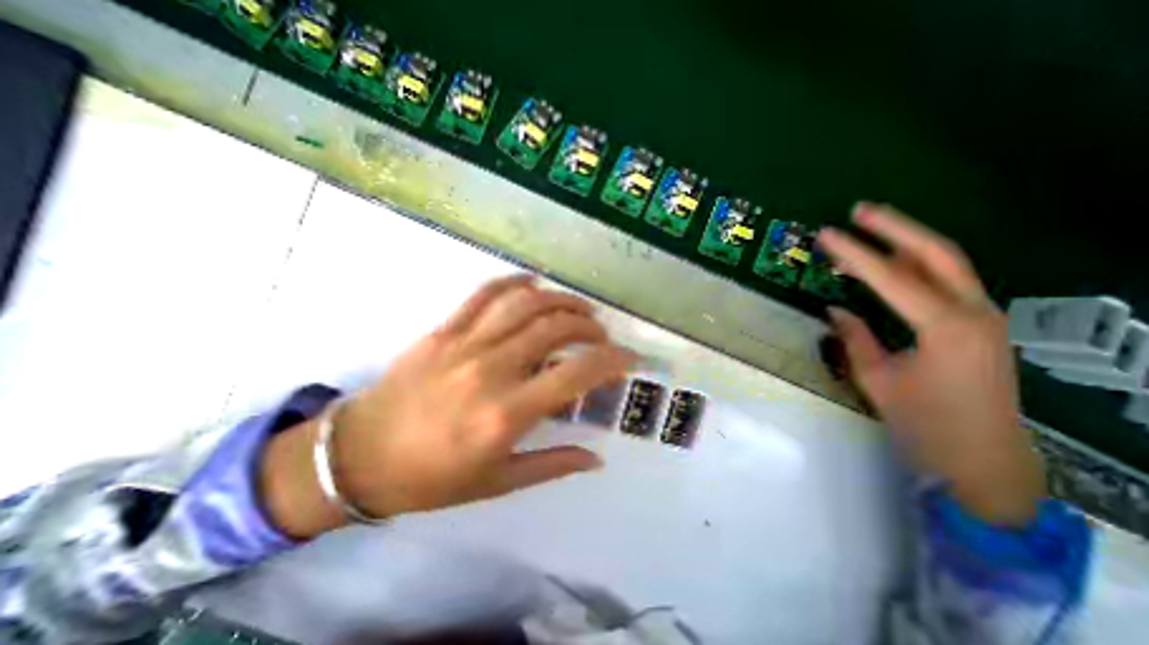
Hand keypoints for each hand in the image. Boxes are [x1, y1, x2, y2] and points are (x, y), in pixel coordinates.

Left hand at [259, 274, 632, 539]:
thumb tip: (597, 458)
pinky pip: (483, 294)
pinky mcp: (443, 331)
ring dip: (560, 300)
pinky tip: (533, 283)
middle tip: (601, 334)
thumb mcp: (497, 483)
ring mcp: (464, 344)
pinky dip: (513, 283)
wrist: (357, 457)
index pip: (575, 375)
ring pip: (524, 304)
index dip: (611, 361)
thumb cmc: (431, 478)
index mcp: (506, 414)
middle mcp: (490, 370)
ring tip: (578, 308)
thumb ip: (552, 465)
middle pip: (554, 328)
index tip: (629, 357)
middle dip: (589, 326)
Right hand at [815, 204, 1047, 526]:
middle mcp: (973, 312)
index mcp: (945, 327)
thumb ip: (855, 339)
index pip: (890, 277)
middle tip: (860, 210)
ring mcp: (984, 316)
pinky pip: (947, 282)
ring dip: (908, 241)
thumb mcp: (877, 380)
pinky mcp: (980, 325)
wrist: (984, 460)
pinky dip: (917, 265)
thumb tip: (835, 311)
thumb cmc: (924, 422)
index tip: (825, 234)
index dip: (854, 254)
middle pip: (935, 253)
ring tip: (873, 226)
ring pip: (946, 263)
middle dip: (896, 227)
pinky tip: (895, 262)